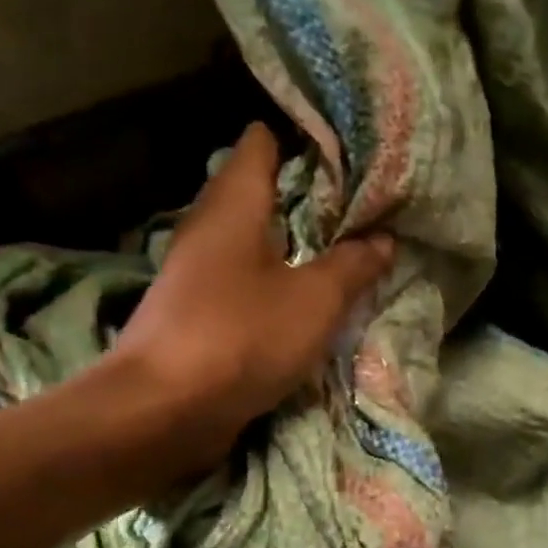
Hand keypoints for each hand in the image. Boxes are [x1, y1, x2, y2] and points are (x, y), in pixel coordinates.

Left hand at [102, 121, 394, 465]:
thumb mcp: (316, 299)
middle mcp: (210, 226)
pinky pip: (249, 275)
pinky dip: (282, 274)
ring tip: (349, 239)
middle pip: (261, 189)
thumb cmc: (242, 336)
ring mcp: (200, 270)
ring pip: (256, 235)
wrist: (164, 410)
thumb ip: (353, 264)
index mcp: (233, 204)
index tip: (349, 143)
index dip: (303, 137)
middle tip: (364, 195)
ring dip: (298, 238)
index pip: (262, 143)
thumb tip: (383, 238)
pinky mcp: (200, 308)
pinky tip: (314, 289)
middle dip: (310, 191)